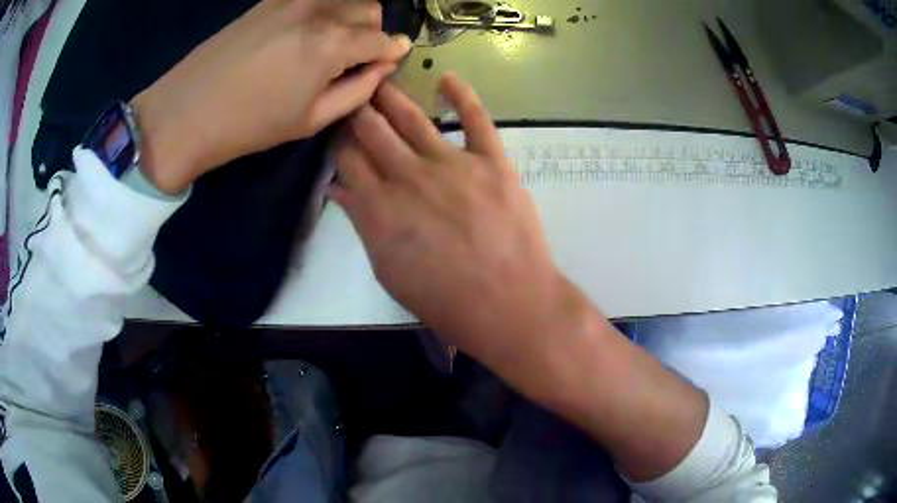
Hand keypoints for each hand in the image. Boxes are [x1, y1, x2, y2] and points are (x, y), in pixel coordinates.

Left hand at [131, 0, 411, 193]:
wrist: (185, 113)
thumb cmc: (249, 125)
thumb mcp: (311, 120)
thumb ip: (358, 90)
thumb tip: (382, 66)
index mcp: (332, 44)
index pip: (383, 38)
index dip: (392, 52)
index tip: (389, 61)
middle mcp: (319, 10)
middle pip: (369, 7)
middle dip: (371, 30)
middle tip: (354, 55)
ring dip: (349, 15)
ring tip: (329, 41)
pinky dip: (322, 8)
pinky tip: (304, 30)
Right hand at [332, 74, 587, 371]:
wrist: (508, 304)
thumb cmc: (444, 300)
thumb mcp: (389, 272)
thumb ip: (363, 225)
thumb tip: (339, 189)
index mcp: (381, 207)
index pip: (349, 160)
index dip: (339, 142)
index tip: (336, 131)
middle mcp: (410, 176)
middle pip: (373, 132)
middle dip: (358, 111)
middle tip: (352, 95)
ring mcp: (453, 165)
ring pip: (413, 119)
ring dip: (392, 97)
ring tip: (380, 79)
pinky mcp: (493, 162)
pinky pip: (477, 119)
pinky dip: (462, 95)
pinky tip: (447, 78)